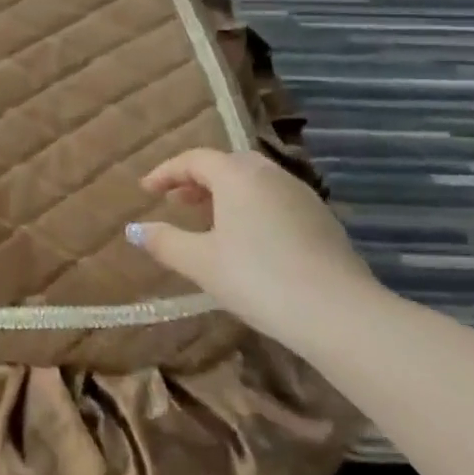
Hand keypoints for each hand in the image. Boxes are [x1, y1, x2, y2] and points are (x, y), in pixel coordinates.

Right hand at [126, 148, 379, 339]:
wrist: (339, 314)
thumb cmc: (258, 279)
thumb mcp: (200, 262)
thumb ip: (164, 241)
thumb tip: (134, 230)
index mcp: (238, 176)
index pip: (194, 160)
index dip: (166, 172)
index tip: (147, 191)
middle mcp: (271, 175)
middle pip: (228, 165)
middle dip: (198, 180)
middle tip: (178, 202)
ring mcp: (303, 196)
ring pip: (255, 183)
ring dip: (227, 194)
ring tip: (209, 222)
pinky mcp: (324, 221)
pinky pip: (276, 201)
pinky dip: (253, 208)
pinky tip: (249, 241)